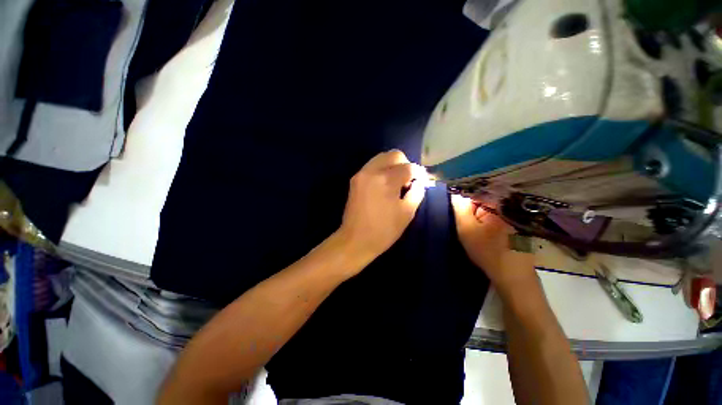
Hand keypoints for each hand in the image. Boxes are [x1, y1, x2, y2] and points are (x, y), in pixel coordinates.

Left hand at [338, 150, 428, 261]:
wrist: (355, 240)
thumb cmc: (384, 230)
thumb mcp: (407, 213)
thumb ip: (416, 192)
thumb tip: (419, 182)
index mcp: (386, 180)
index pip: (408, 167)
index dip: (418, 173)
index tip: (422, 181)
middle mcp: (372, 171)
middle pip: (393, 155)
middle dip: (405, 163)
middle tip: (409, 179)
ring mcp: (361, 174)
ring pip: (381, 158)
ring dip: (393, 165)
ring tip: (397, 181)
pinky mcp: (355, 180)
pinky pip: (372, 166)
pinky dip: (382, 169)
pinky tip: (385, 184)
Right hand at [451, 194, 535, 290]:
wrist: (514, 277)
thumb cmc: (488, 251)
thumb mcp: (467, 229)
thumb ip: (459, 209)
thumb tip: (455, 194)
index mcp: (496, 204)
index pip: (473, 195)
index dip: (463, 206)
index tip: (460, 220)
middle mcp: (508, 207)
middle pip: (482, 204)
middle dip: (471, 214)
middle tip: (467, 230)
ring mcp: (515, 218)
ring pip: (489, 213)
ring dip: (479, 221)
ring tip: (476, 236)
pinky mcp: (517, 228)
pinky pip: (497, 221)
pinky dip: (489, 227)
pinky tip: (487, 240)